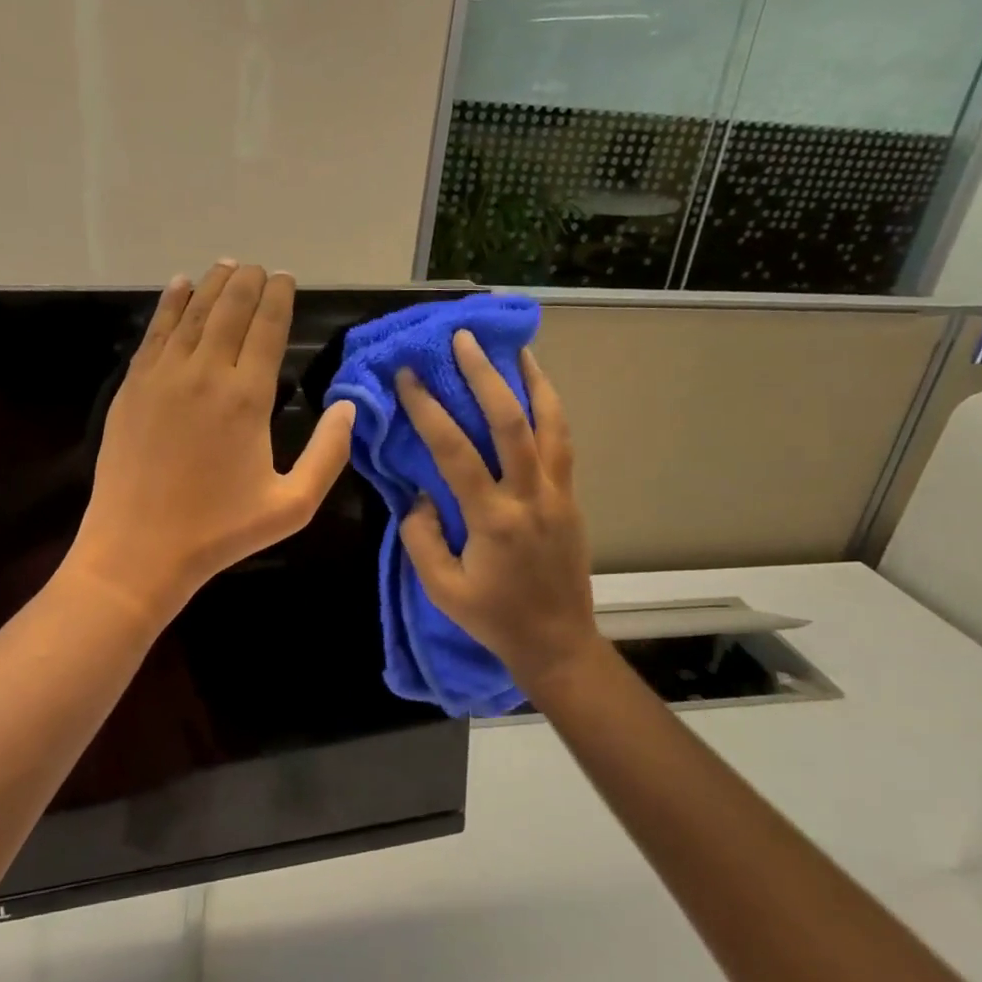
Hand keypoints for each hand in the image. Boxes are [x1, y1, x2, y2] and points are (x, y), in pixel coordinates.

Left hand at [69, 261, 355, 621]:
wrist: (137, 549)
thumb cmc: (219, 532)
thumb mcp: (292, 506)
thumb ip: (329, 454)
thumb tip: (348, 406)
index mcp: (247, 397)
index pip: (267, 328)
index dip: (278, 298)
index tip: (285, 278)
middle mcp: (204, 373)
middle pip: (229, 310)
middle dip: (247, 282)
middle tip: (258, 268)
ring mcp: (162, 376)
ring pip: (192, 313)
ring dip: (212, 285)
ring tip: (226, 266)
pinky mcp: (131, 387)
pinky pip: (155, 332)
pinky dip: (169, 304)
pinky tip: (179, 286)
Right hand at [396, 333, 595, 691]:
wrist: (558, 642)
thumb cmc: (493, 618)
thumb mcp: (441, 589)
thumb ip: (421, 537)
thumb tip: (418, 495)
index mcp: (493, 519)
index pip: (455, 451)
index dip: (429, 409)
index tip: (409, 376)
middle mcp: (531, 497)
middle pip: (511, 422)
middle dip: (485, 375)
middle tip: (464, 339)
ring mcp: (559, 495)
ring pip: (551, 425)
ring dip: (532, 381)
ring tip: (516, 348)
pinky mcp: (572, 499)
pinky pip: (563, 443)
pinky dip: (550, 410)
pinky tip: (538, 392)